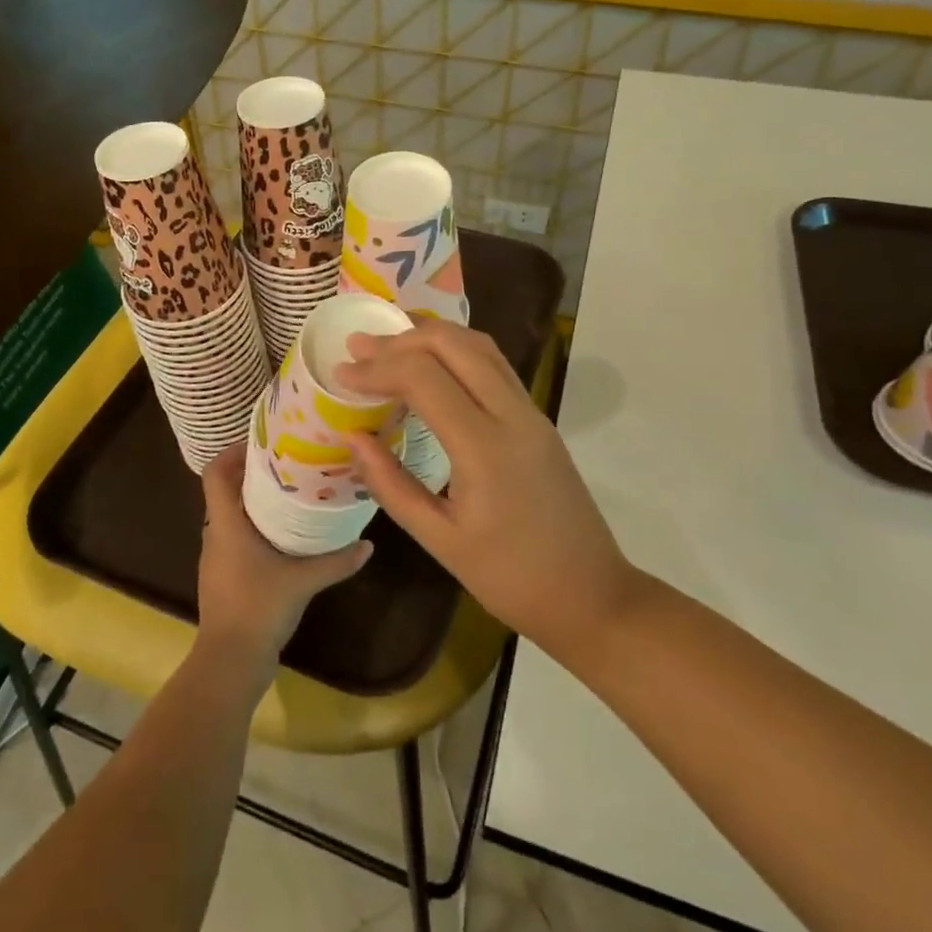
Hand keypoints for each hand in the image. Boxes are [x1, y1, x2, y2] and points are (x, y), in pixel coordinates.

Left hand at [195, 444, 372, 665]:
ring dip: (254, 501)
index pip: (215, 473)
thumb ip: (336, 561)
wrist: (230, 662)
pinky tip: (282, 535)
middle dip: (252, 473)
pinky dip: (254, 527)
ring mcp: (216, 557)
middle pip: (225, 490)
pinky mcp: (223, 576)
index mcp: (226, 524)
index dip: (232, 452)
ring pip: (231, 515)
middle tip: (289, 462)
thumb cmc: (258, 608)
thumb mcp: (303, 581)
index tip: (262, 442)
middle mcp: (215, 534)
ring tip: (290, 493)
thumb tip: (368, 544)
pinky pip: (235, 537)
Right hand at [336, 319, 639, 660]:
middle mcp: (512, 415)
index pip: (423, 378)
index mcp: (485, 448)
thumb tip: (354, 437)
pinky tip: (432, 363)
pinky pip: (495, 365)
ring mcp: (531, 413)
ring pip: (480, 346)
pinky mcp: (538, 419)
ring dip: (432, 335)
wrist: (591, 595)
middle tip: (360, 348)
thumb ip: (391, 484)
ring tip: (391, 342)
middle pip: (454, 345)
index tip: (341, 373)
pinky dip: (457, 350)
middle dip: (401, 339)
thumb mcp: (440, 539)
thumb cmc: (510, 578)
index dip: (378, 368)